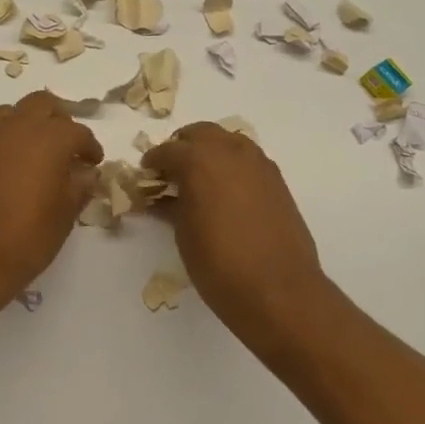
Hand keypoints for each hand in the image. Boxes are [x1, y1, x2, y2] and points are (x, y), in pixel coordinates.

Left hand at [0, 91, 102, 312]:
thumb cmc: (25, 239)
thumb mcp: (64, 215)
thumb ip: (79, 186)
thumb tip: (86, 172)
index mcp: (49, 139)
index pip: (78, 132)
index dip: (89, 147)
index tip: (93, 163)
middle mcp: (18, 127)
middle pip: (43, 105)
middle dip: (60, 120)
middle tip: (68, 147)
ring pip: (14, 112)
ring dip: (30, 123)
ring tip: (38, 150)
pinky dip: (8, 137)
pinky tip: (13, 164)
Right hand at [142, 122, 325, 333]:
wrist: (278, 289)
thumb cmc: (219, 264)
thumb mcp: (184, 234)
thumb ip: (172, 206)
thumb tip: (163, 198)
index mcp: (199, 160)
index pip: (167, 150)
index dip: (153, 162)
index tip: (146, 176)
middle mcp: (230, 151)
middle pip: (200, 133)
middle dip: (182, 147)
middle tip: (171, 172)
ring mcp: (258, 163)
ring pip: (227, 141)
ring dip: (210, 152)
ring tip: (200, 180)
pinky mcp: (277, 180)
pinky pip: (248, 159)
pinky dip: (232, 165)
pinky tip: (227, 192)